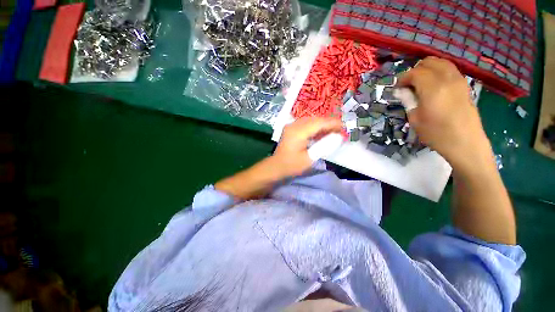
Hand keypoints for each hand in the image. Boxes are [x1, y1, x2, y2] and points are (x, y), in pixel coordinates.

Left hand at [273, 117, 342, 176]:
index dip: (333, 123)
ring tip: (332, 132)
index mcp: (298, 132)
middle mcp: (294, 125)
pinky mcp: (291, 128)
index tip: (344, 126)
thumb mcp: (310, 159)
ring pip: (311, 120)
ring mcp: (291, 126)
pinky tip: (321, 133)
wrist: (276, 166)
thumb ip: (324, 146)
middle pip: (315, 120)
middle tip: (340, 130)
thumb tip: (337, 137)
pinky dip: (315, 127)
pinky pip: (306, 124)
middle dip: (329, 123)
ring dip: (322, 125)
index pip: (319, 123)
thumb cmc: (292, 165)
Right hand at [396, 57, 491, 167]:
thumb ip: (408, 101)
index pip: (415, 72)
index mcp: (433, 88)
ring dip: (428, 68)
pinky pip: (451, 70)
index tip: (397, 87)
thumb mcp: (415, 119)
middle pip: (430, 62)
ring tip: (420, 82)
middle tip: (408, 84)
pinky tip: (434, 84)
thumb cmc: (436, 134)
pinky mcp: (465, 85)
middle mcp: (447, 79)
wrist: (465, 143)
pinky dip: (439, 71)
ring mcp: (459, 81)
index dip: (403, 78)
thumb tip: (401, 91)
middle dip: (416, 70)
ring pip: (442, 63)